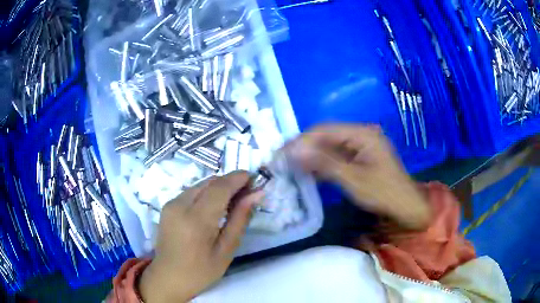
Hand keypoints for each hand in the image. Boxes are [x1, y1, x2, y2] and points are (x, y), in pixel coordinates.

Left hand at [139, 171, 261, 301]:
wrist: (168, 277)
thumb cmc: (201, 271)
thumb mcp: (226, 250)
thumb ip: (240, 219)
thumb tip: (256, 194)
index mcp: (196, 220)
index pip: (220, 187)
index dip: (238, 178)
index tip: (255, 178)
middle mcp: (180, 205)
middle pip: (210, 182)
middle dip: (230, 182)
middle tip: (247, 194)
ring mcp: (171, 204)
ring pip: (201, 185)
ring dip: (219, 188)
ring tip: (233, 202)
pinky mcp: (167, 206)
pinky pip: (192, 192)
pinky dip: (207, 194)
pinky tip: (214, 207)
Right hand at [284, 124, 428, 229]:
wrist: (406, 207)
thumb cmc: (383, 193)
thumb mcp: (352, 179)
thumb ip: (324, 163)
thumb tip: (294, 151)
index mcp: (362, 133)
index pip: (324, 130)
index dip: (302, 140)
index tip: (282, 152)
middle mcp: (361, 134)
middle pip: (327, 136)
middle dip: (305, 147)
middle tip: (284, 160)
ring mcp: (361, 146)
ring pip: (330, 146)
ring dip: (313, 156)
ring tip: (292, 165)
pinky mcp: (361, 157)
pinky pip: (337, 156)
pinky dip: (324, 163)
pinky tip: (310, 172)